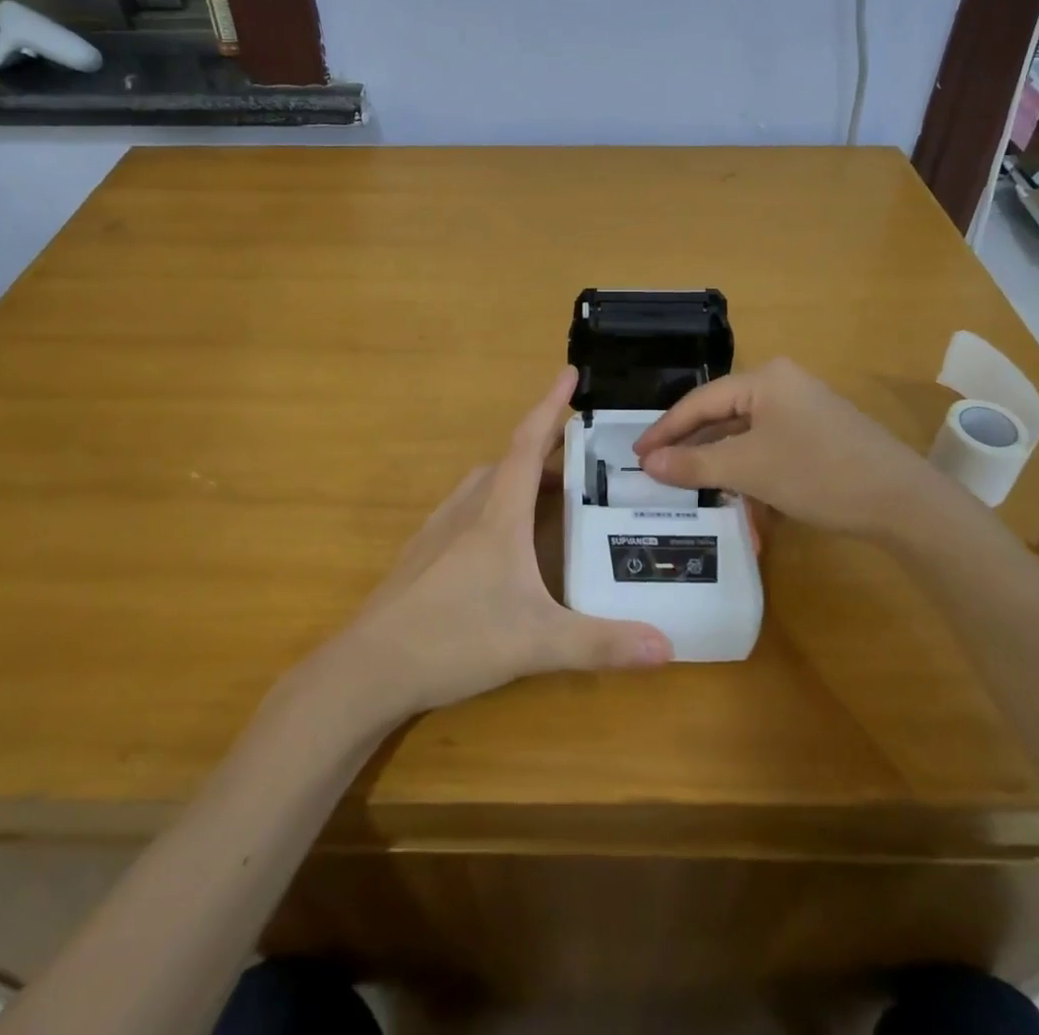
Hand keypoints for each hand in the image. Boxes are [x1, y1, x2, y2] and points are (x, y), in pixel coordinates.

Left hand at [328, 368, 673, 721]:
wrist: (371, 665)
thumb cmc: (456, 638)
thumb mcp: (537, 643)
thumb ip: (602, 644)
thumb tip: (668, 648)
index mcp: (498, 514)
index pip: (528, 444)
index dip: (549, 404)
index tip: (569, 372)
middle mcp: (468, 509)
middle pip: (510, 463)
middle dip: (546, 450)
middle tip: (582, 455)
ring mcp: (440, 530)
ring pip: (485, 485)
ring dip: (519, 477)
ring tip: (550, 494)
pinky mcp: (424, 553)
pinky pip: (467, 509)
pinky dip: (495, 504)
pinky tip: (503, 541)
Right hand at [633, 358, 951, 542]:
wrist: (903, 503)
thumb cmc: (818, 473)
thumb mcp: (748, 470)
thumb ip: (693, 464)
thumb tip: (646, 463)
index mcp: (765, 379)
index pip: (700, 401)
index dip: (665, 430)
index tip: (637, 455)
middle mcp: (783, 384)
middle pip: (722, 414)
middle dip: (692, 446)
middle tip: (658, 470)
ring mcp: (804, 409)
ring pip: (745, 433)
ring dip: (720, 462)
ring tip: (691, 485)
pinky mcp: (819, 434)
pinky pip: (769, 446)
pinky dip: (749, 468)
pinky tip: (738, 493)